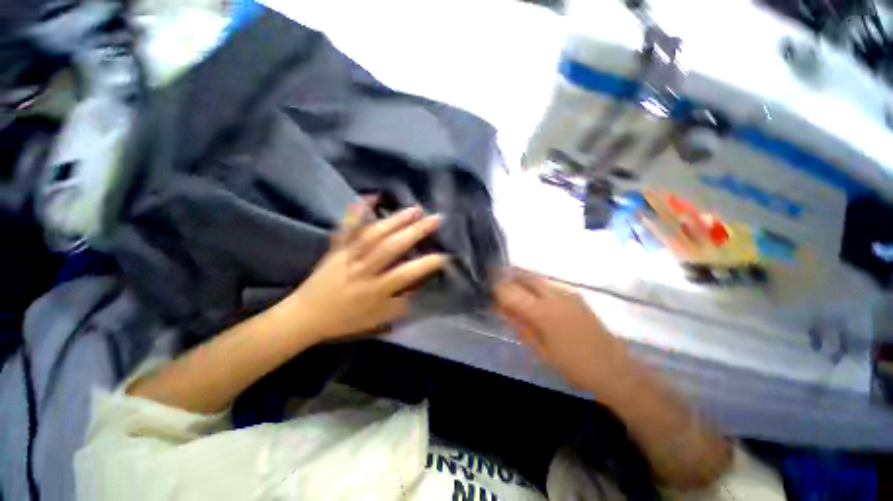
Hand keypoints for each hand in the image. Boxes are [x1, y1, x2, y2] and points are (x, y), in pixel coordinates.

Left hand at [280, 201, 447, 340]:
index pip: (406, 274)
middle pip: (392, 247)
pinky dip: (357, 210)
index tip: (445, 255)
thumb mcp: (377, 320)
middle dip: (416, 231)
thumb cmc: (344, 320)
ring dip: (396, 219)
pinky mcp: (337, 248)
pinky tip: (370, 196)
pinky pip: (347, 227)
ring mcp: (348, 255)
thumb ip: (400, 305)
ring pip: (374, 234)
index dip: (427, 264)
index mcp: (375, 290)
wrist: (305, 316)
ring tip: (415, 209)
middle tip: (435, 218)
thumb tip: (418, 287)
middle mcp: (364, 269)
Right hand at [494, 268, 631, 392]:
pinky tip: (533, 297)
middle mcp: (553, 294)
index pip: (510, 290)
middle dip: (507, 278)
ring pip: (535, 277)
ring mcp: (566, 291)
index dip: (496, 287)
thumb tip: (500, 308)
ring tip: (513, 291)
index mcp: (542, 311)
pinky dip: (535, 285)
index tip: (487, 290)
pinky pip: (548, 283)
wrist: (613, 369)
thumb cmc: (572, 365)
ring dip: (520, 280)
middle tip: (497, 286)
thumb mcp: (538, 349)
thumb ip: (517, 324)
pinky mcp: (575, 294)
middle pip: (523, 276)